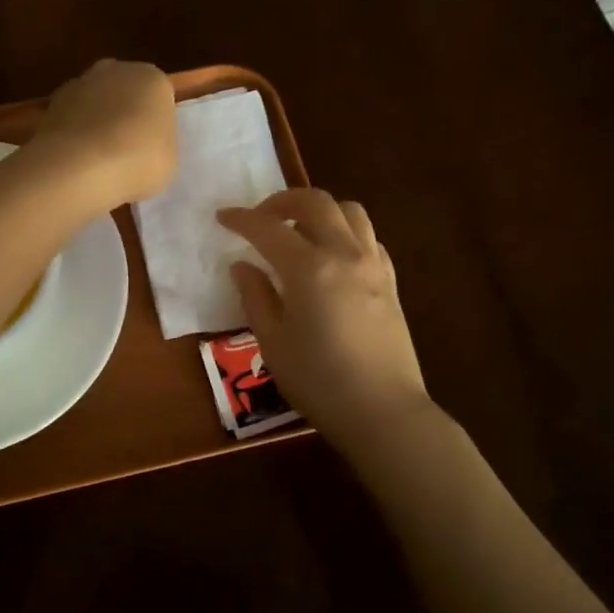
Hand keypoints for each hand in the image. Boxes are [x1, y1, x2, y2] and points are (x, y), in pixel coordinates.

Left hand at [29, 59, 177, 208]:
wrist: (79, 167)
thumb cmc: (138, 160)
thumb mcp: (168, 158)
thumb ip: (158, 142)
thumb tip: (143, 142)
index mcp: (153, 79)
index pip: (161, 96)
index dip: (157, 122)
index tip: (153, 147)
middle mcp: (116, 70)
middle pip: (125, 92)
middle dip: (125, 114)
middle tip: (128, 150)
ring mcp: (79, 83)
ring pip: (95, 102)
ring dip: (96, 122)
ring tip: (98, 160)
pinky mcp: (51, 104)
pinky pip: (71, 119)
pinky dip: (73, 134)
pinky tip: (76, 161)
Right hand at [217, 189, 429, 450]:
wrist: (383, 412)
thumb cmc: (319, 382)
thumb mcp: (273, 343)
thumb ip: (255, 297)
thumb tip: (243, 266)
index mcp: (309, 269)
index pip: (268, 228)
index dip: (241, 218)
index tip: (222, 217)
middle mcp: (345, 254)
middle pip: (315, 202)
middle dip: (282, 201)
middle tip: (260, 219)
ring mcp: (373, 264)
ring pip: (349, 211)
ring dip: (319, 210)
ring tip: (299, 231)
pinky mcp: (391, 281)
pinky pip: (368, 237)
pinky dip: (345, 232)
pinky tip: (331, 257)